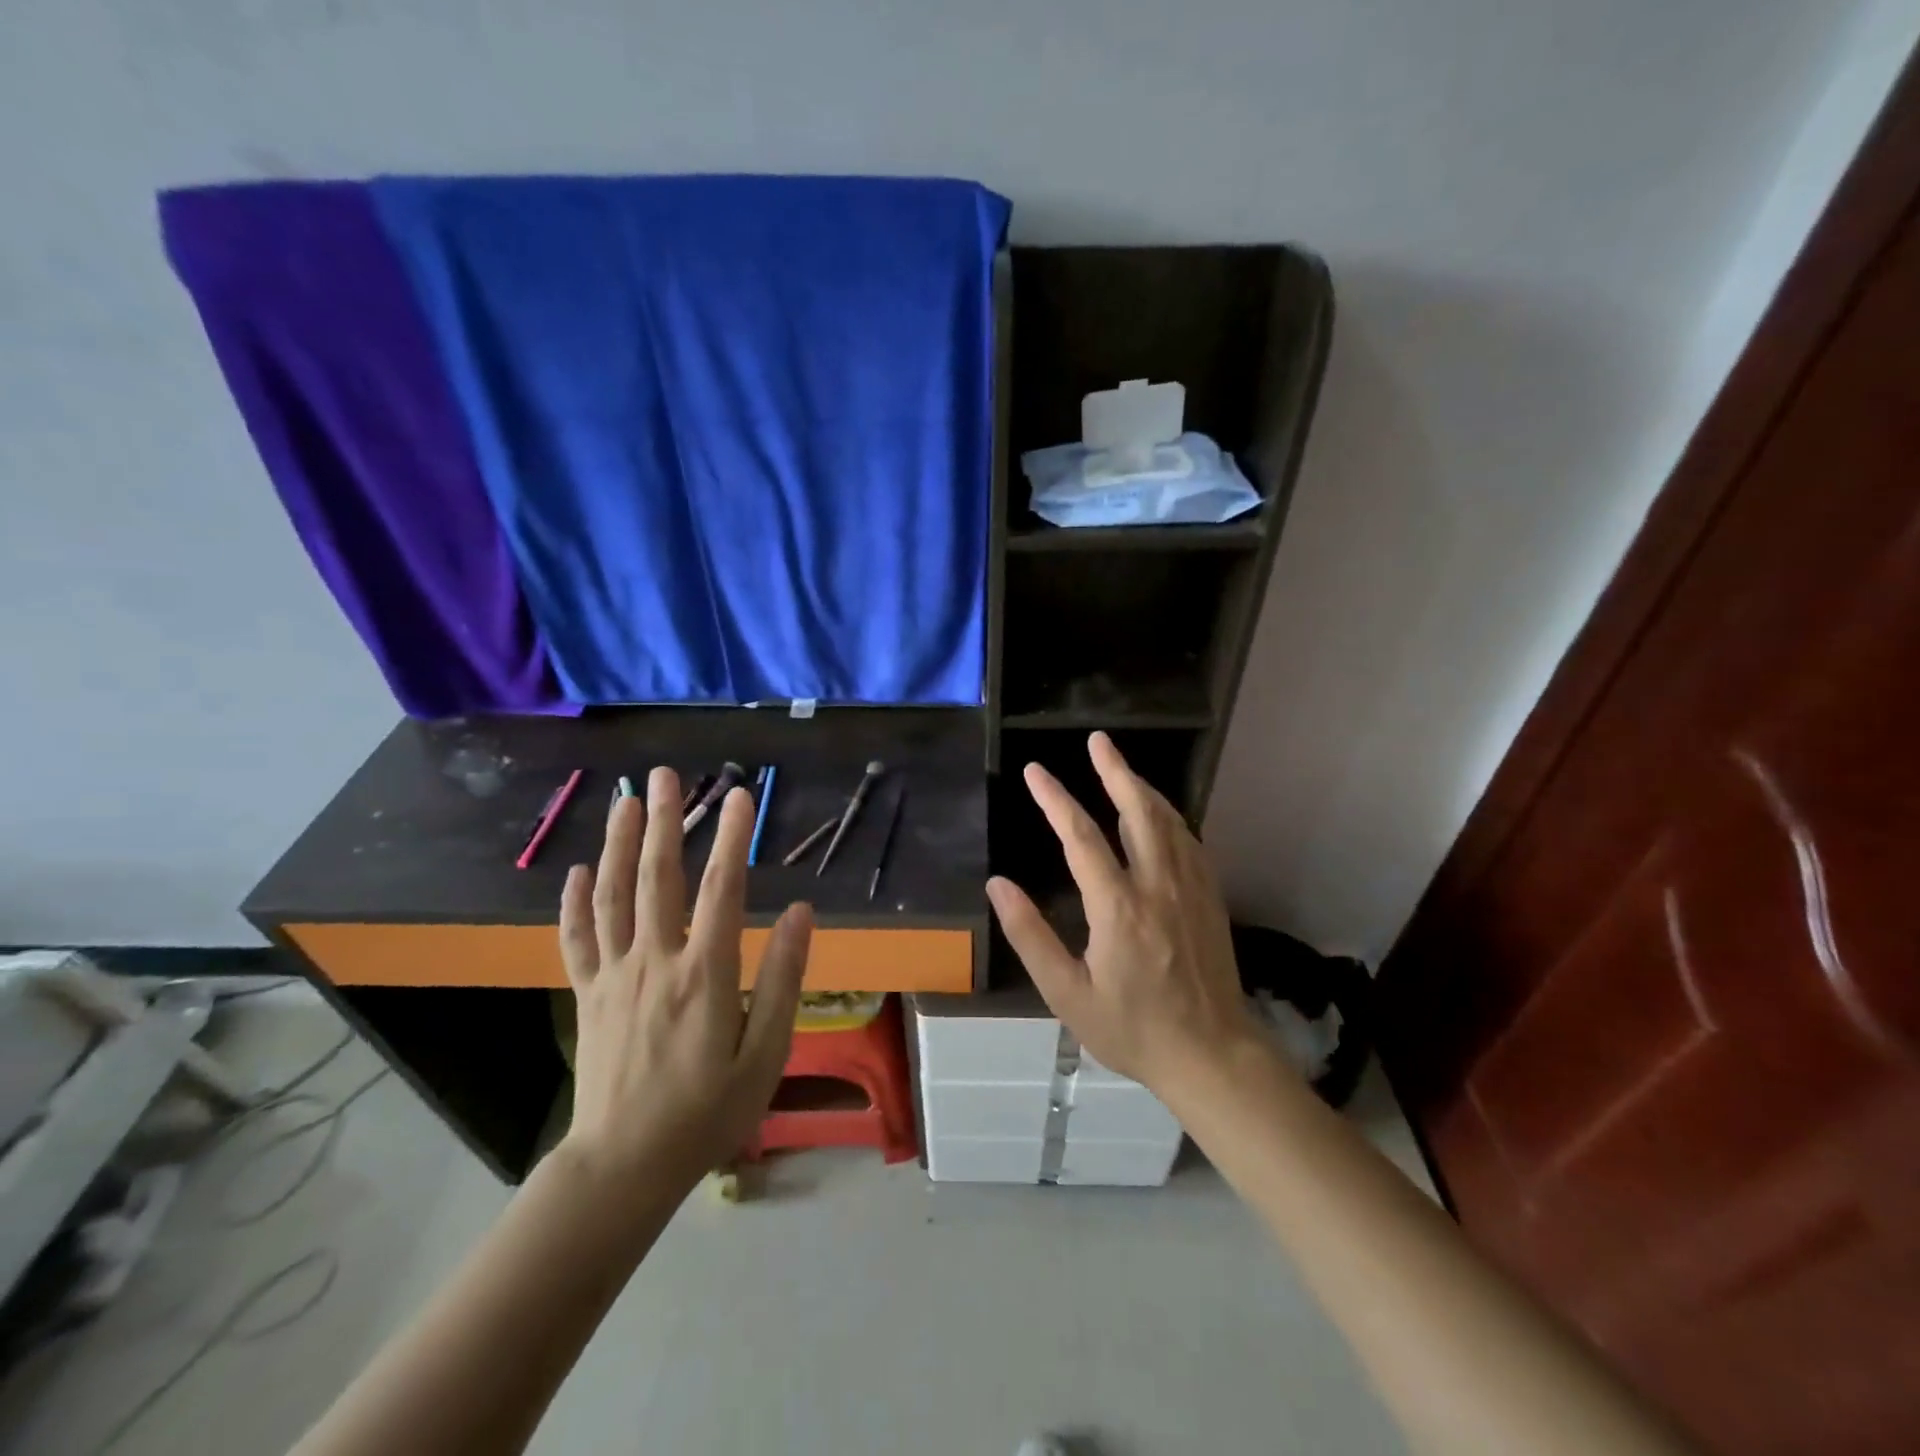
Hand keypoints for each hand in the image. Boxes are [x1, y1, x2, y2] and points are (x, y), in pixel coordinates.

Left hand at [557, 766, 811, 1197]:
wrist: (623, 1166)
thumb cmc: (706, 1112)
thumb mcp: (765, 1054)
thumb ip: (782, 979)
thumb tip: (801, 912)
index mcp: (704, 974)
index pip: (722, 889)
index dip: (731, 837)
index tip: (740, 794)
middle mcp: (655, 961)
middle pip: (657, 878)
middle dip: (663, 821)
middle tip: (663, 774)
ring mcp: (614, 976)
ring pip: (613, 896)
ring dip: (618, 845)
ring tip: (624, 802)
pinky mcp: (589, 996)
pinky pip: (577, 939)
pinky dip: (575, 903)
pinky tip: (577, 871)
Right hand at [986, 732, 1260, 1099]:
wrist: (1212, 1056)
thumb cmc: (1132, 1029)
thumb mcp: (1067, 994)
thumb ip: (1030, 936)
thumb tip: (998, 885)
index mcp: (1118, 908)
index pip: (1082, 837)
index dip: (1055, 800)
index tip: (1036, 772)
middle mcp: (1158, 886)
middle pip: (1138, 811)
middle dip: (1114, 770)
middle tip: (1097, 740)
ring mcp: (1191, 889)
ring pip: (1168, 821)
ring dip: (1142, 788)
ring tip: (1120, 766)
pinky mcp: (1211, 898)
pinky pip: (1190, 841)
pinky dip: (1170, 816)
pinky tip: (1160, 813)